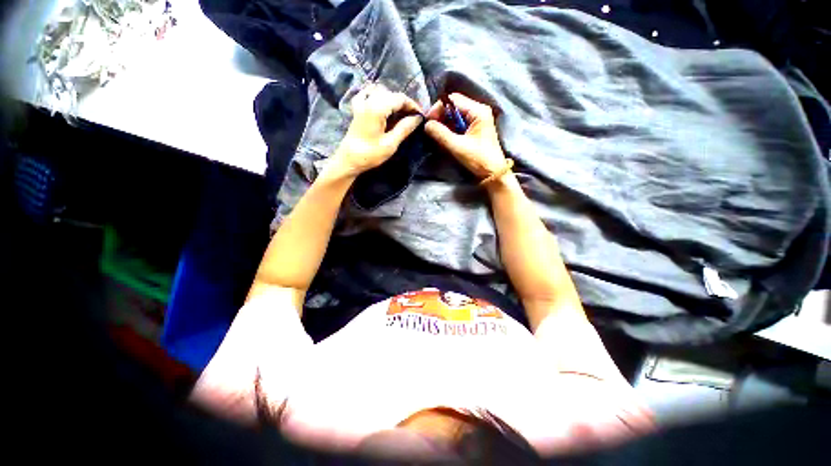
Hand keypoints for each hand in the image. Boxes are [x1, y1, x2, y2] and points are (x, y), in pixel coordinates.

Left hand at [333, 83, 423, 175]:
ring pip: (381, 92)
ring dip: (393, 100)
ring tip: (400, 113)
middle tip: (413, 117)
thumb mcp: (390, 144)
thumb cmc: (370, 154)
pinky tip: (382, 104)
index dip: (413, 105)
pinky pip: (368, 93)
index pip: (400, 98)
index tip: (421, 116)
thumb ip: (404, 128)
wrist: (349, 160)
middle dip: (404, 103)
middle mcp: (368, 100)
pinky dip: (377, 95)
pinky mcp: (357, 108)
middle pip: (391, 94)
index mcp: (377, 108)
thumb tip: (418, 118)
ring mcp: (361, 103)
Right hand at [424, 93, 506, 178]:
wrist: (493, 173)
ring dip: (444, 124)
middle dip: (440, 117)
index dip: (438, 109)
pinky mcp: (474, 129)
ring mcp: (477, 120)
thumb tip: (426, 125)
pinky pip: (458, 124)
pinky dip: (450, 129)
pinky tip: (445, 138)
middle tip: (431, 130)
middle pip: (453, 106)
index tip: (429, 122)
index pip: (452, 100)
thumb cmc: (478, 159)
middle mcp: (478, 111)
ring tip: (436, 135)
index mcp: (478, 111)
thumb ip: (441, 134)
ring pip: (454, 116)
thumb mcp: (457, 147)